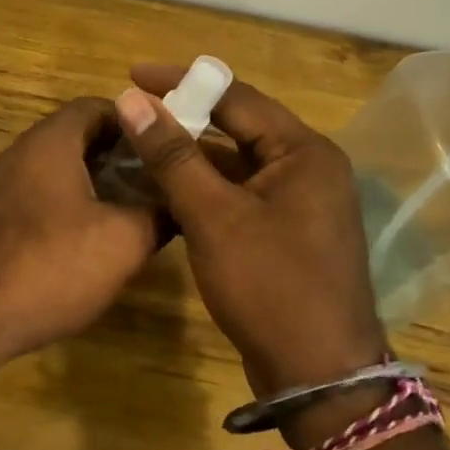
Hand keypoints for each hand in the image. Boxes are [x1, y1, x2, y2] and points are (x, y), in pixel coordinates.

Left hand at [0, 98, 158, 363]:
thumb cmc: (50, 266)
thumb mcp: (122, 242)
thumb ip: (157, 214)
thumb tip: (179, 204)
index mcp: (48, 143)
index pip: (95, 107)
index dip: (135, 120)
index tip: (164, 145)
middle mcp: (17, 155)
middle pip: (75, 138)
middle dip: (118, 156)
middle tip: (155, 180)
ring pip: (55, 171)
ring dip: (92, 184)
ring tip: (131, 211)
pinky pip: (35, 199)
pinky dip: (66, 207)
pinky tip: (88, 241)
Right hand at [114, 66, 384, 395]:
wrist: (317, 374)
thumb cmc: (270, 286)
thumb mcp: (214, 216)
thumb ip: (173, 156)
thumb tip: (132, 101)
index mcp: (303, 152)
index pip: (236, 98)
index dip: (182, 82)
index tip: (132, 75)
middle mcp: (307, 169)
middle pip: (237, 129)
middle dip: (184, 120)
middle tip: (132, 113)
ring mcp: (299, 204)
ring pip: (235, 166)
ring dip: (190, 157)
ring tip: (138, 149)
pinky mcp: (285, 234)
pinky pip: (238, 196)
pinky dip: (203, 190)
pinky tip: (164, 192)